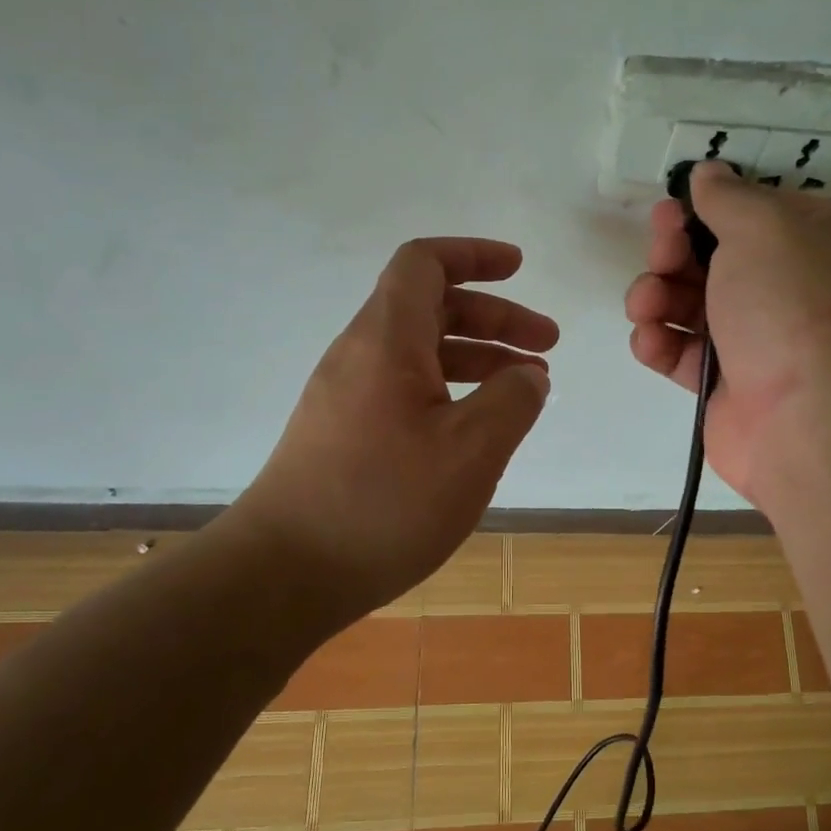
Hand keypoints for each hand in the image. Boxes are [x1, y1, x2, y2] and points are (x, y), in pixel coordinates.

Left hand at [231, 238, 555, 624]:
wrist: (284, 574)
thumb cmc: (384, 503)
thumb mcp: (472, 450)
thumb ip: (513, 401)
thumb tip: (528, 375)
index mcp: (386, 340)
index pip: (425, 264)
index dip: (474, 256)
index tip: (519, 269)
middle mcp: (360, 355)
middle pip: (430, 308)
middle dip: (494, 318)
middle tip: (546, 346)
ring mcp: (346, 396)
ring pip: (420, 353)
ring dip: (477, 357)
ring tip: (526, 388)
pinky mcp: (342, 434)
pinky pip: (405, 389)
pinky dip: (450, 391)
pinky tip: (478, 428)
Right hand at [624, 163, 830, 504]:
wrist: (808, 419)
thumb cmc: (792, 306)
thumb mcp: (764, 228)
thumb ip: (727, 197)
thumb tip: (708, 174)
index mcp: (814, 241)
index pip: (752, 211)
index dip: (707, 209)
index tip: (673, 211)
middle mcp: (787, 287)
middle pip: (711, 257)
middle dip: (673, 252)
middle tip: (662, 256)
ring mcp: (755, 338)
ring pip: (689, 304)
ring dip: (656, 296)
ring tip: (646, 305)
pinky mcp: (724, 383)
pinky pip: (681, 351)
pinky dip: (659, 342)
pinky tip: (650, 340)